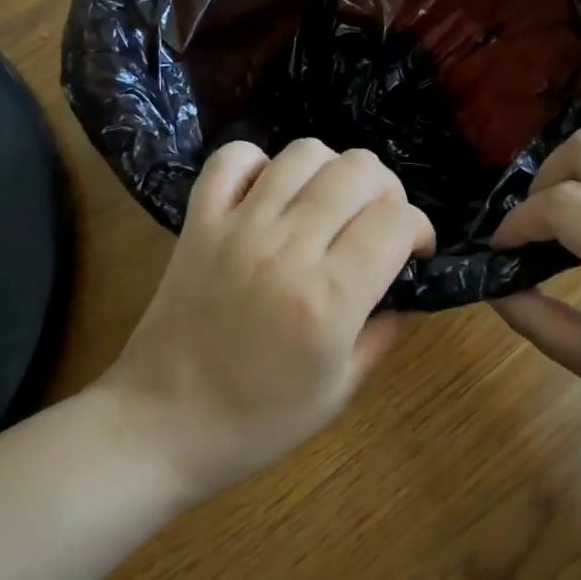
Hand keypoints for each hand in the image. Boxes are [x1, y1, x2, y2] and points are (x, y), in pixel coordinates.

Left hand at [100, 139, 433, 499]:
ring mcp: (237, 228)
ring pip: (303, 154)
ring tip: (329, 207)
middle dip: (387, 192)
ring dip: (332, 172)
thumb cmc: (256, 423)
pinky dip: (259, 164)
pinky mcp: (198, 223)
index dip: (420, 229)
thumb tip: (407, 294)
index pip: (396, 222)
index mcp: (329, 298)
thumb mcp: (337, 392)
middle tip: (379, 227)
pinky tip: (269, 196)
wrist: (160, 425)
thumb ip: (381, 334)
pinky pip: (232, 159)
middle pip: (359, 172)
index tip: (414, 252)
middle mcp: (287, 248)